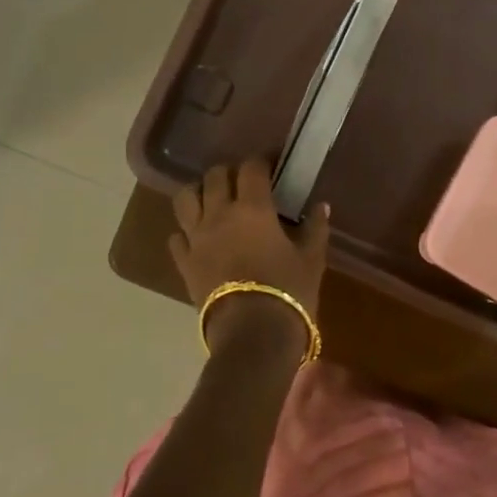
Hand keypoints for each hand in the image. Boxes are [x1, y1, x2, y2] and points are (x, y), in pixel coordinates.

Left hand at [169, 157, 330, 358]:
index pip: (251, 167)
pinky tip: (198, 238)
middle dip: (228, 173)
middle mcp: (219, 214)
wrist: (253, 335)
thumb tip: (320, 206)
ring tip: (211, 201)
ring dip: (198, 193)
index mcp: (253, 208)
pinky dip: (185, 232)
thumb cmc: (289, 292)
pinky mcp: (184, 263)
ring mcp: (196, 238)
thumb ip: (315, 228)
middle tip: (243, 183)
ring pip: (185, 198)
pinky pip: (176, 237)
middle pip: (214, 176)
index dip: (261, 161)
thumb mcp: (312, 260)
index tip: (272, 165)